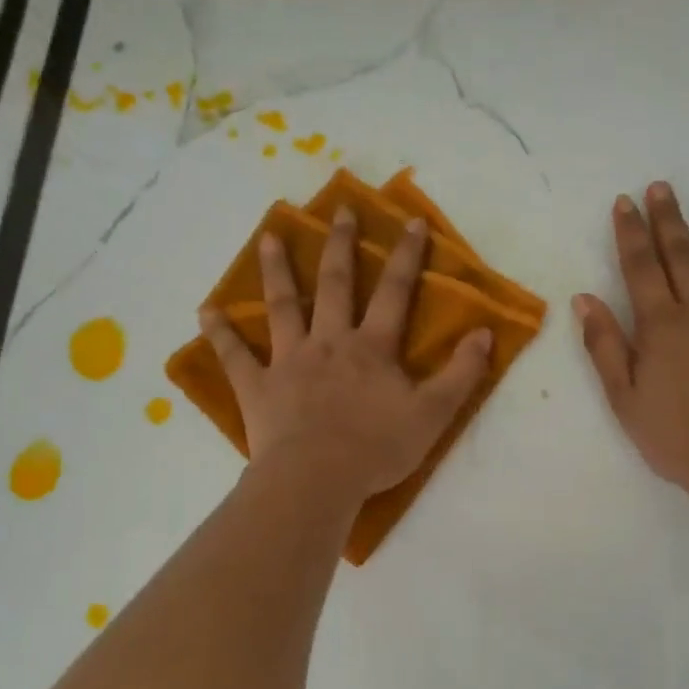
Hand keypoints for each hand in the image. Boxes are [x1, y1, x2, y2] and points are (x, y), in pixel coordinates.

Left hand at [199, 208, 493, 501]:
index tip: (410, 221)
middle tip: (340, 210)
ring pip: (282, 307)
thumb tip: (484, 333)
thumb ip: (461, 373)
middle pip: (335, 285)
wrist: (318, 478)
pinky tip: (204, 311)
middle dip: (341, 245)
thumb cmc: (378, 448)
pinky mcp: (257, 387)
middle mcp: (329, 342)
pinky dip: (220, 334)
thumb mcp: (434, 413)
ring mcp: (289, 361)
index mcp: (372, 347)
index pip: (394, 292)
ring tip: (270, 237)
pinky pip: (234, 357)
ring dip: (277, 271)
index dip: (406, 256)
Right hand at [575, 183, 688, 506]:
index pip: (641, 267)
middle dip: (669, 218)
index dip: (631, 233)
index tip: (625, 202)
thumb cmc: (675, 437)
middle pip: (684, 254)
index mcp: (662, 325)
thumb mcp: (624, 398)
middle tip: (662, 186)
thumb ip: (605, 345)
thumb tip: (585, 299)